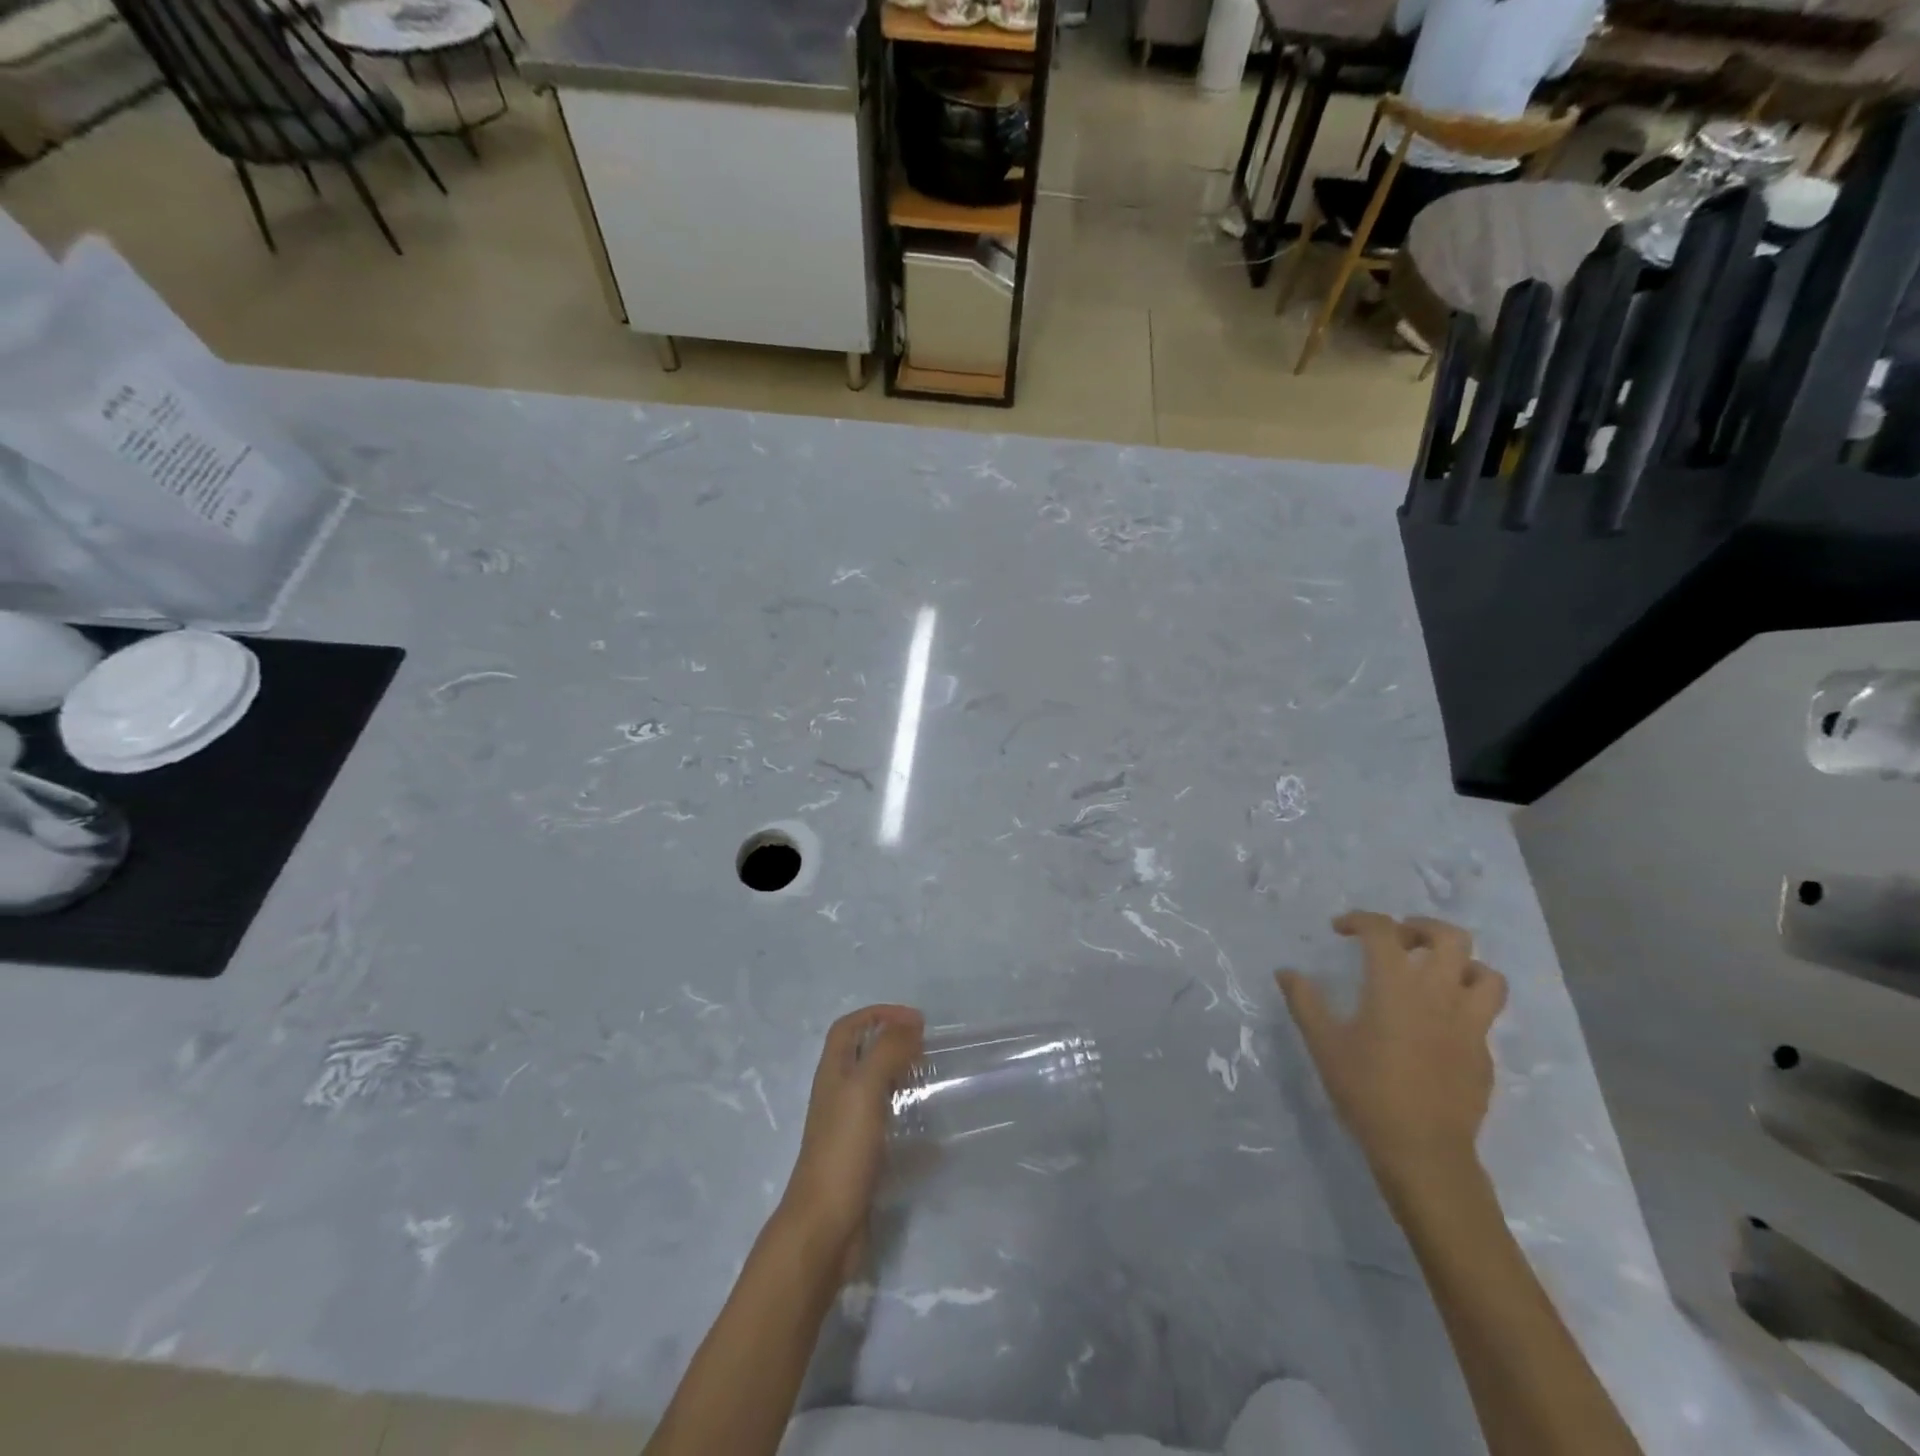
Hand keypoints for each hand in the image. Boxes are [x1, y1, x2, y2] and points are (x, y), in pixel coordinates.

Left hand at [776, 1004, 923, 1280]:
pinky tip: (932, 1134)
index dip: (878, 1014)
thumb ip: (887, 1051)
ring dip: (900, 1078)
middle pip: (861, 1055)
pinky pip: (886, 1125)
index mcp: (833, 1073)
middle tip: (926, 1048)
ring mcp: (848, 1128)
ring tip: (931, 1081)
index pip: (848, 1027)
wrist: (825, 1226)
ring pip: (874, 1089)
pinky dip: (907, 1120)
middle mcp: (837, 1094)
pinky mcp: (861, 1157)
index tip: (914, 1020)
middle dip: (892, 1043)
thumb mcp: (865, 1089)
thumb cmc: (843, 1149)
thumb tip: (910, 1023)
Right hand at [1278, 911, 1506, 1198]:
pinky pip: (1484, 1013)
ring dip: (1460, 964)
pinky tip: (1438, 1023)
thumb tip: (1286, 972)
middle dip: (1421, 928)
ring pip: (1485, 974)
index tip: (1340, 930)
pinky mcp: (1484, 1052)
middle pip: (1450, 938)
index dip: (1360, 920)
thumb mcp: (1323, 1043)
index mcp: (1395, 985)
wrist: (1423, 1151)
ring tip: (1433, 974)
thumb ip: (1304, 1001)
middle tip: (1397, 940)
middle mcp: (1439, 994)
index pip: (1383, 931)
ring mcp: (1469, 1024)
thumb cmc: (1367, 1090)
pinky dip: (1464, 1003)